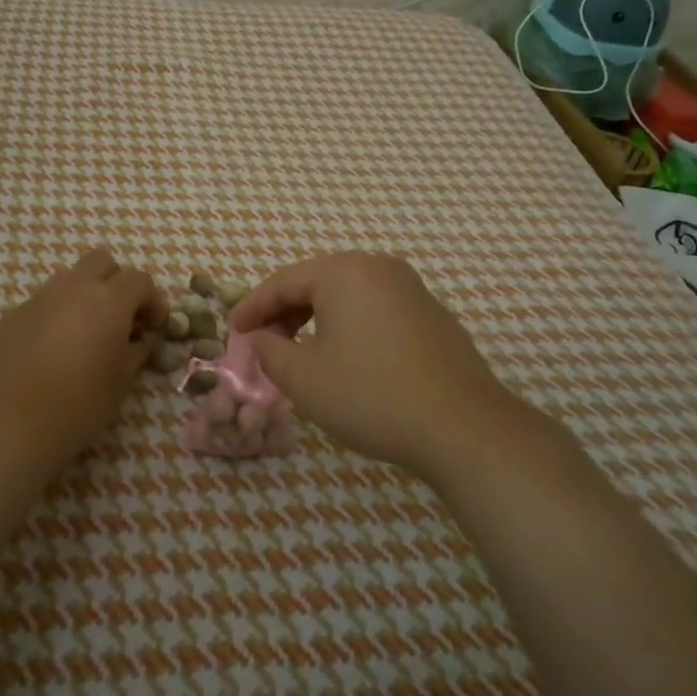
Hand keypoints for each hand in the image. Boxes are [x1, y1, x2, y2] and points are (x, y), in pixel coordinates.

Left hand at [0, 248, 165, 474]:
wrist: (10, 424)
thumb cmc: (79, 404)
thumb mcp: (122, 381)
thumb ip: (137, 350)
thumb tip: (140, 338)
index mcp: (108, 300)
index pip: (140, 279)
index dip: (152, 300)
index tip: (153, 327)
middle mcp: (74, 287)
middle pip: (102, 261)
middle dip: (117, 282)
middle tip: (120, 318)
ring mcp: (39, 298)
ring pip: (70, 279)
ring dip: (85, 295)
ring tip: (85, 334)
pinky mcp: (13, 315)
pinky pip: (44, 302)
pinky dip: (57, 314)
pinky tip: (53, 349)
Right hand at [230, 252, 516, 478]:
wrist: (463, 427)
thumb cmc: (371, 395)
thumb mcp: (304, 378)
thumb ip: (269, 351)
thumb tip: (260, 338)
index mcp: (345, 272)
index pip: (284, 281)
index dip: (253, 307)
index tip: (233, 332)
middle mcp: (379, 267)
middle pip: (317, 282)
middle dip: (285, 312)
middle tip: (264, 344)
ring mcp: (411, 289)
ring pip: (347, 296)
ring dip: (316, 320)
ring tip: (299, 353)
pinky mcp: (431, 315)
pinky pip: (375, 309)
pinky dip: (349, 326)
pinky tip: (345, 359)